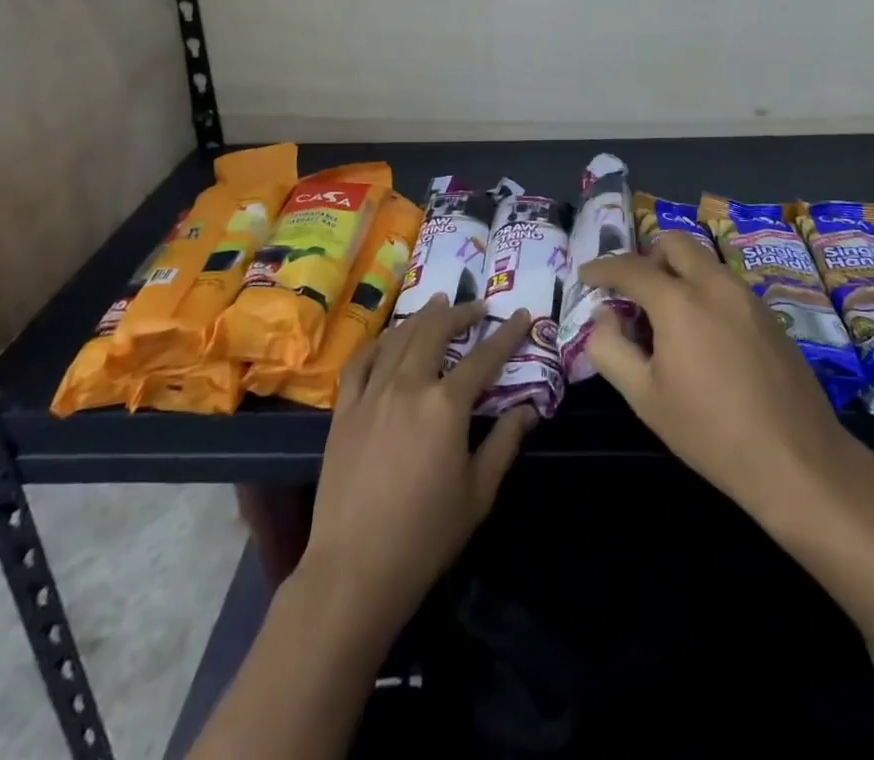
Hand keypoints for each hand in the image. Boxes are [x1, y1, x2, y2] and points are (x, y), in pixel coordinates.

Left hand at [300, 297, 536, 634]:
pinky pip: (362, 360)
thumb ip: (505, 443)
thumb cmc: (426, 535)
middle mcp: (409, 385)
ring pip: (399, 337)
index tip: (523, 315)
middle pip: (436, 331)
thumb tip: (528, 409)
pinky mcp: (345, 409)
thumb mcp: (479, 493)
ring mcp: (372, 393)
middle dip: (460, 313)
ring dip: (423, 317)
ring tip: (438, 305)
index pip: (484, 357)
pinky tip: (390, 338)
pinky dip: (380, 341)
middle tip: (477, 307)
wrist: (355, 568)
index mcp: (446, 405)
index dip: (506, 334)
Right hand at [583, 235, 853, 521]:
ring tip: (666, 317)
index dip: (602, 268)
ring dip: (677, 273)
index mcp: (679, 300)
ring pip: (704, 262)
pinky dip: (703, 291)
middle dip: (647, 257)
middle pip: (674, 243)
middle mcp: (714, 284)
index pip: (630, 267)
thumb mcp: (644, 397)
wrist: (797, 460)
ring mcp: (747, 296)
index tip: (586, 275)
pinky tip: (702, 335)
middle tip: (632, 291)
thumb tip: (604, 315)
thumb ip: (610, 348)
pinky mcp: (769, 315)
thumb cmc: (710, 431)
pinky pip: (725, 284)